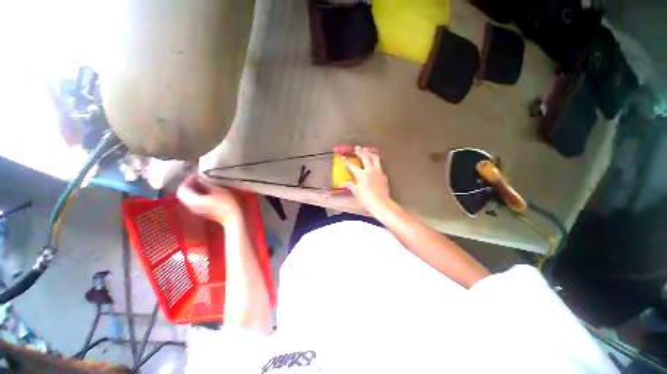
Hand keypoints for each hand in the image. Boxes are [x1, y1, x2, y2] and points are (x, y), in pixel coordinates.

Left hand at [176, 175, 242, 223]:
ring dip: (190, 189)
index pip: (183, 188)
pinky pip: (190, 201)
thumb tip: (200, 178)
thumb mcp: (219, 191)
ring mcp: (195, 209)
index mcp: (195, 200)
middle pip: (181, 193)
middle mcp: (191, 206)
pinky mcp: (199, 211)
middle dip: (187, 184)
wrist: (232, 218)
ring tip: (200, 183)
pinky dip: (193, 194)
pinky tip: (203, 191)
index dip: (188, 180)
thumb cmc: (228, 204)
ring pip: (185, 198)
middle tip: (196, 178)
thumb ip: (207, 184)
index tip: (197, 174)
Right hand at [341, 146, 392, 214]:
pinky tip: (374, 164)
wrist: (381, 203)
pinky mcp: (384, 175)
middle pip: (365, 157)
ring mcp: (378, 172)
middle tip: (357, 148)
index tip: (343, 157)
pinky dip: (376, 162)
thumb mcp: (356, 192)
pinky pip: (380, 166)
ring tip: (367, 150)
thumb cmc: (366, 198)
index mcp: (361, 174)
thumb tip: (341, 184)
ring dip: (370, 153)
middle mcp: (370, 170)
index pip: (352, 166)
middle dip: (360, 152)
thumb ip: (350, 185)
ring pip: (375, 158)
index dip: (347, 161)